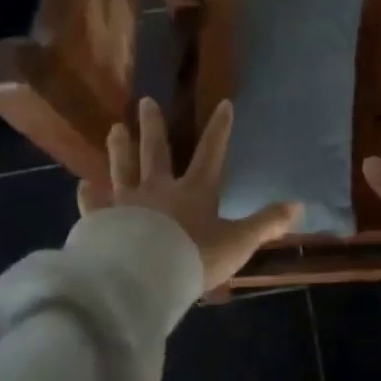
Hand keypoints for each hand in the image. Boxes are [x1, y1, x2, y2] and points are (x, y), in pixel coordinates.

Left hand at [78, 97, 302, 292]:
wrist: (145, 279)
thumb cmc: (194, 258)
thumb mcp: (238, 243)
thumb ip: (265, 223)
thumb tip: (298, 205)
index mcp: (194, 191)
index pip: (211, 153)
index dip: (219, 129)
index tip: (224, 104)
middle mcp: (159, 189)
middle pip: (156, 151)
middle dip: (153, 126)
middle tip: (145, 101)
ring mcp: (127, 203)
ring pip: (122, 169)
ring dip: (119, 149)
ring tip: (114, 129)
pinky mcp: (102, 222)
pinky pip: (94, 205)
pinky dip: (88, 196)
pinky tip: (81, 186)